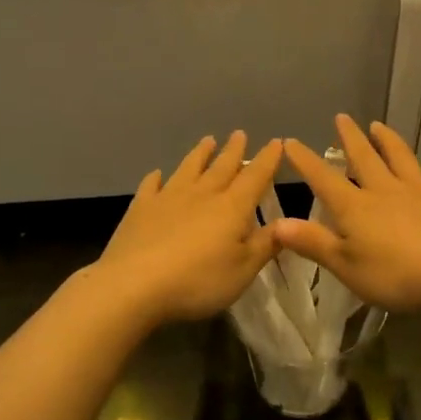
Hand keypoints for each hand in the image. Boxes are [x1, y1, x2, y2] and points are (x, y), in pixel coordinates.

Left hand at [94, 132, 284, 325]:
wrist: (133, 286)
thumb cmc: (197, 281)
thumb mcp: (243, 270)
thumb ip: (266, 244)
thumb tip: (287, 222)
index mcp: (232, 207)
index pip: (255, 177)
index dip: (268, 159)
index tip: (277, 142)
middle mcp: (202, 194)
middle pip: (222, 166)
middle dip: (234, 150)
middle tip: (239, 133)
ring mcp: (168, 198)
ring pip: (188, 168)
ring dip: (200, 154)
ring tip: (208, 140)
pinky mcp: (140, 209)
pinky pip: (151, 186)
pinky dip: (156, 178)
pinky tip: (157, 174)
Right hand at [273, 117, 420, 312]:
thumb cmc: (396, 275)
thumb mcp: (346, 266)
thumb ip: (313, 243)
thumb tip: (277, 223)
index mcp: (356, 208)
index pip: (324, 179)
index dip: (305, 161)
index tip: (290, 141)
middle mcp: (386, 192)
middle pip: (365, 159)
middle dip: (350, 138)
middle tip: (342, 118)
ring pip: (402, 161)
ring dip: (389, 142)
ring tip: (379, 126)